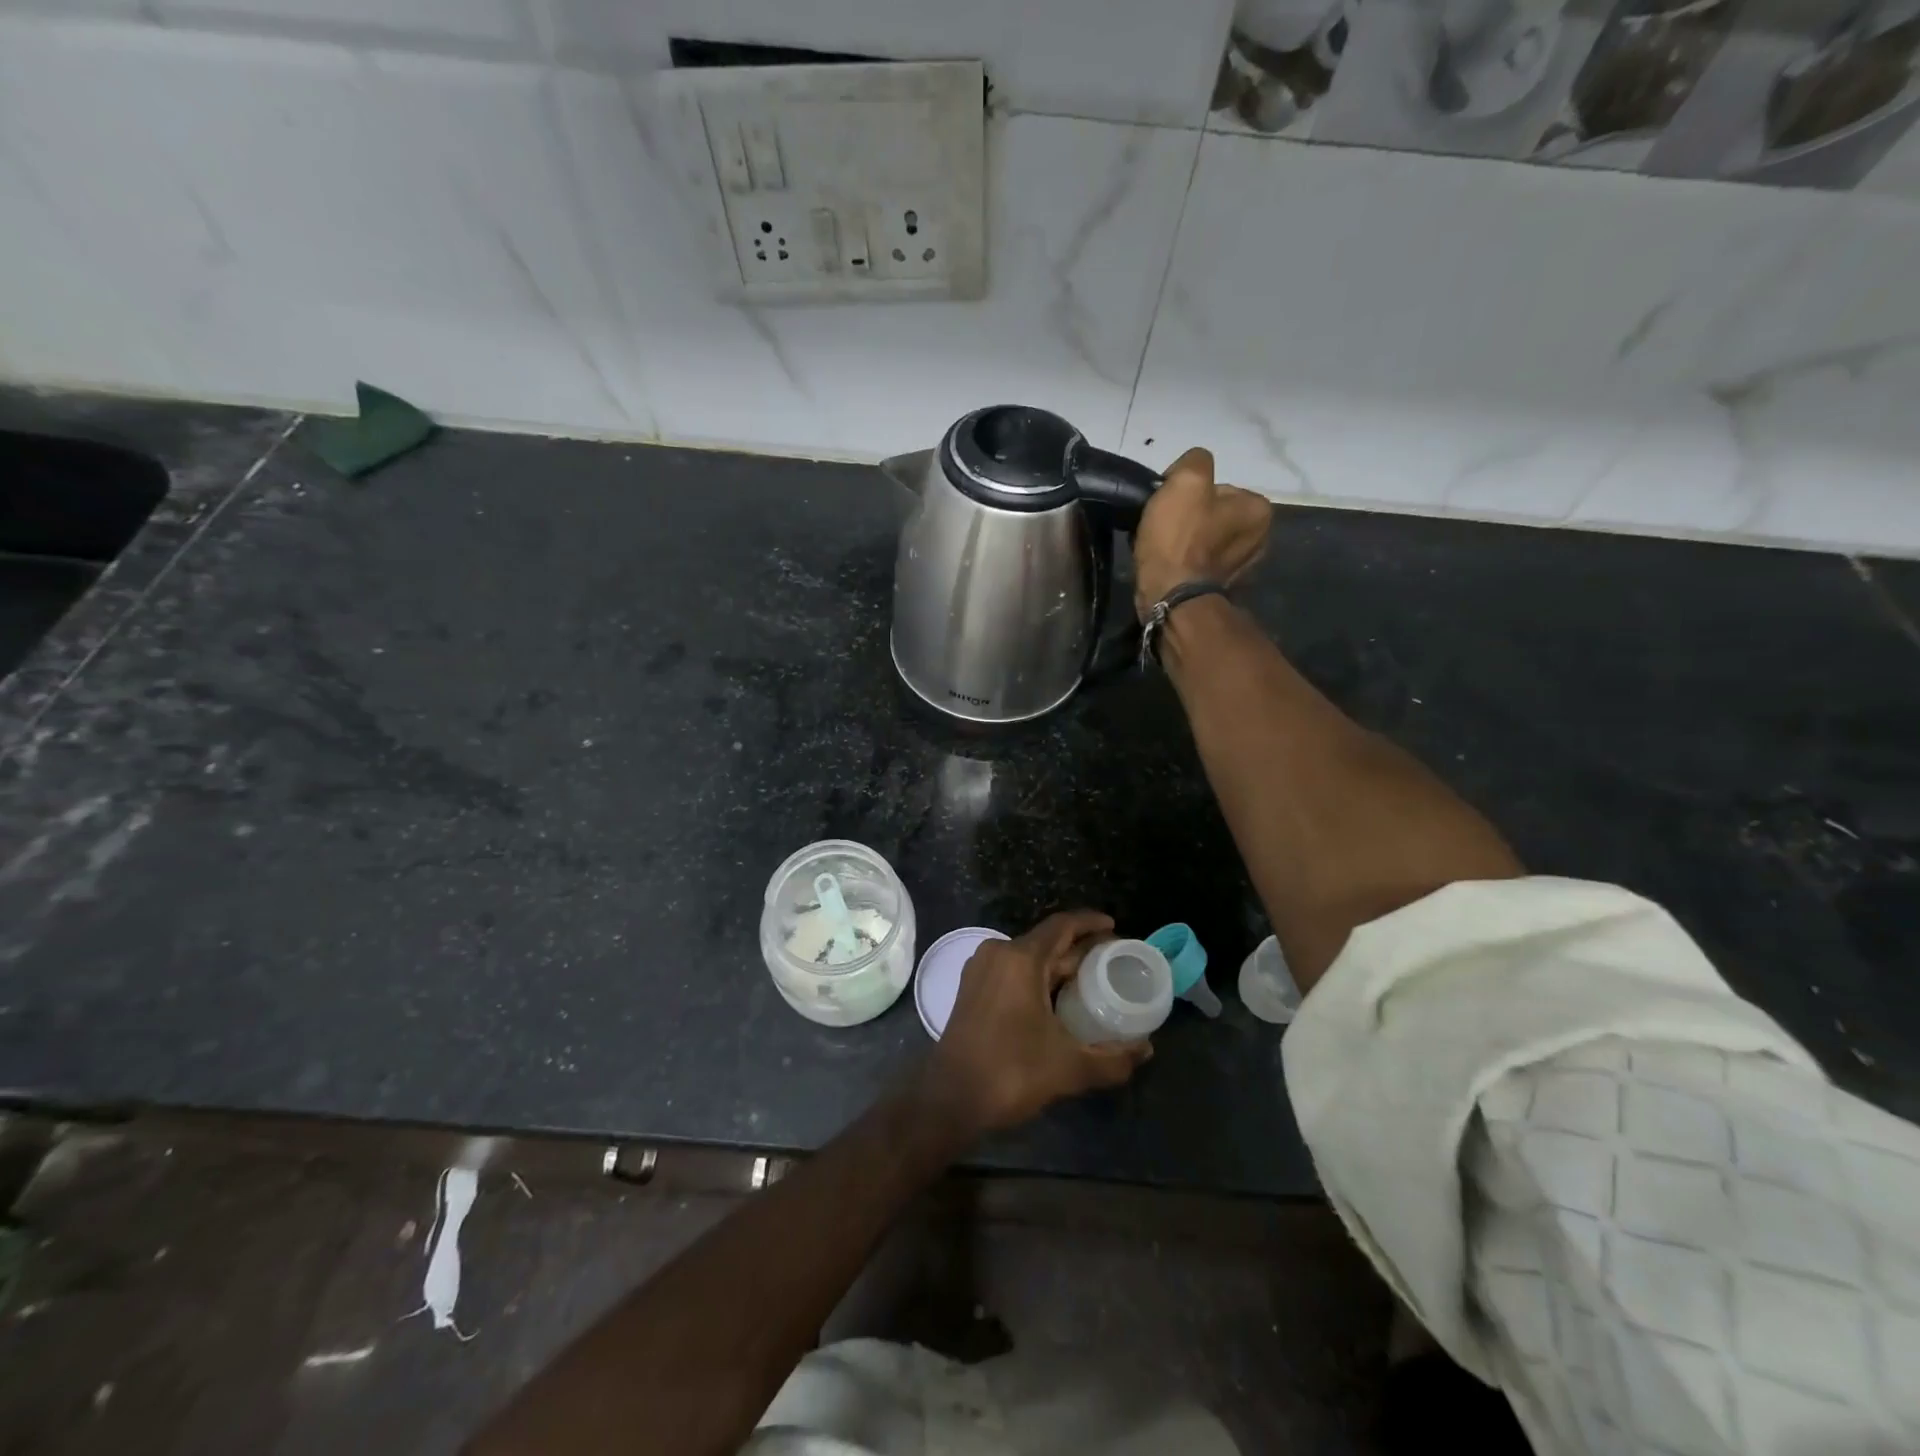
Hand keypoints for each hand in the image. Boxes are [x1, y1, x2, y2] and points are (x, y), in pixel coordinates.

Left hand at [924, 910, 1151, 1136]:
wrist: (950, 1098)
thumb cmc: (1010, 1072)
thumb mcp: (1068, 1067)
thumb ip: (1112, 1058)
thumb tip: (1146, 1050)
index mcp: (1020, 958)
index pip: (1062, 926)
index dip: (1090, 923)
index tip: (1115, 928)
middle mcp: (998, 954)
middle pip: (1046, 941)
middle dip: (1080, 949)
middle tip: (1113, 962)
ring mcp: (981, 970)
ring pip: (1029, 957)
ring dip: (1058, 965)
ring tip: (1091, 980)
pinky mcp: (972, 988)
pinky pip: (1013, 970)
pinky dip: (1038, 977)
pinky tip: (1057, 998)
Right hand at [1133, 447, 1271, 620]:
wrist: (1170, 598)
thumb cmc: (1180, 538)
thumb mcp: (1186, 480)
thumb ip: (1195, 461)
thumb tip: (1188, 473)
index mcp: (1258, 508)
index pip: (1217, 486)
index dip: (1187, 492)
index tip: (1169, 505)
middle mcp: (1260, 538)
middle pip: (1211, 513)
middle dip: (1187, 518)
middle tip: (1162, 527)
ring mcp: (1241, 568)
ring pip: (1202, 539)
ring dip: (1183, 540)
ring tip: (1160, 548)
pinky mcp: (1219, 588)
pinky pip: (1197, 563)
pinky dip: (1182, 562)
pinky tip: (1167, 565)